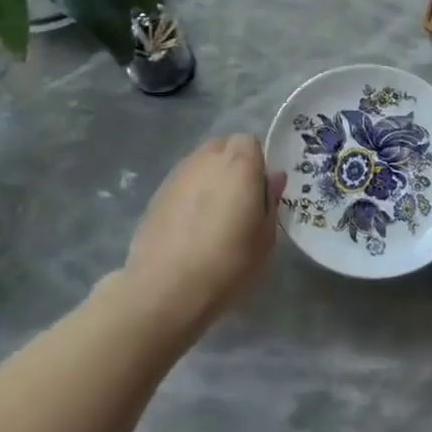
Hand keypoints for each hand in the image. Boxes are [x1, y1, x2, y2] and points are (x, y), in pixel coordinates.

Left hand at [118, 135, 285, 342]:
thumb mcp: (265, 239)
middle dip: (234, 166)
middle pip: (224, 148)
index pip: (251, 142)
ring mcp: (178, 175)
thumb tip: (273, 178)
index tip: (260, 191)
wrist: (164, 289)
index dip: (257, 163)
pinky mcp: (157, 194)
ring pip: (201, 164)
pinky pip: (183, 183)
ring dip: (211, 179)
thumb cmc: (227, 264)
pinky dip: (191, 195)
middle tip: (239, 201)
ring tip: (213, 215)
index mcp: (239, 164)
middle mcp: (207, 159)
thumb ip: (271, 201)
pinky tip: (190, 226)